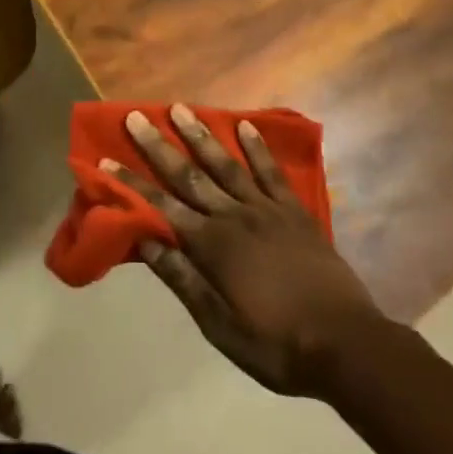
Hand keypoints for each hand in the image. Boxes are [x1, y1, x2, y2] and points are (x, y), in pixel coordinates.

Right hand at [108, 105, 383, 397]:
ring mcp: (267, 209)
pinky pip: (272, 172)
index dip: (132, 183)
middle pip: (190, 175)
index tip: (106, 157)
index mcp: (212, 246)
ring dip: (201, 137)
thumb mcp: (220, 326)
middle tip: (136, 116)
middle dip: (159, 146)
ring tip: (181, 108)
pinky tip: (245, 126)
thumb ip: (183, 279)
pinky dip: (257, 148)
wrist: (346, 344)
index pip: (162, 207)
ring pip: (226, 165)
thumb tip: (145, 241)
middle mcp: (234, 217)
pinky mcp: (295, 211)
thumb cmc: (276, 344)